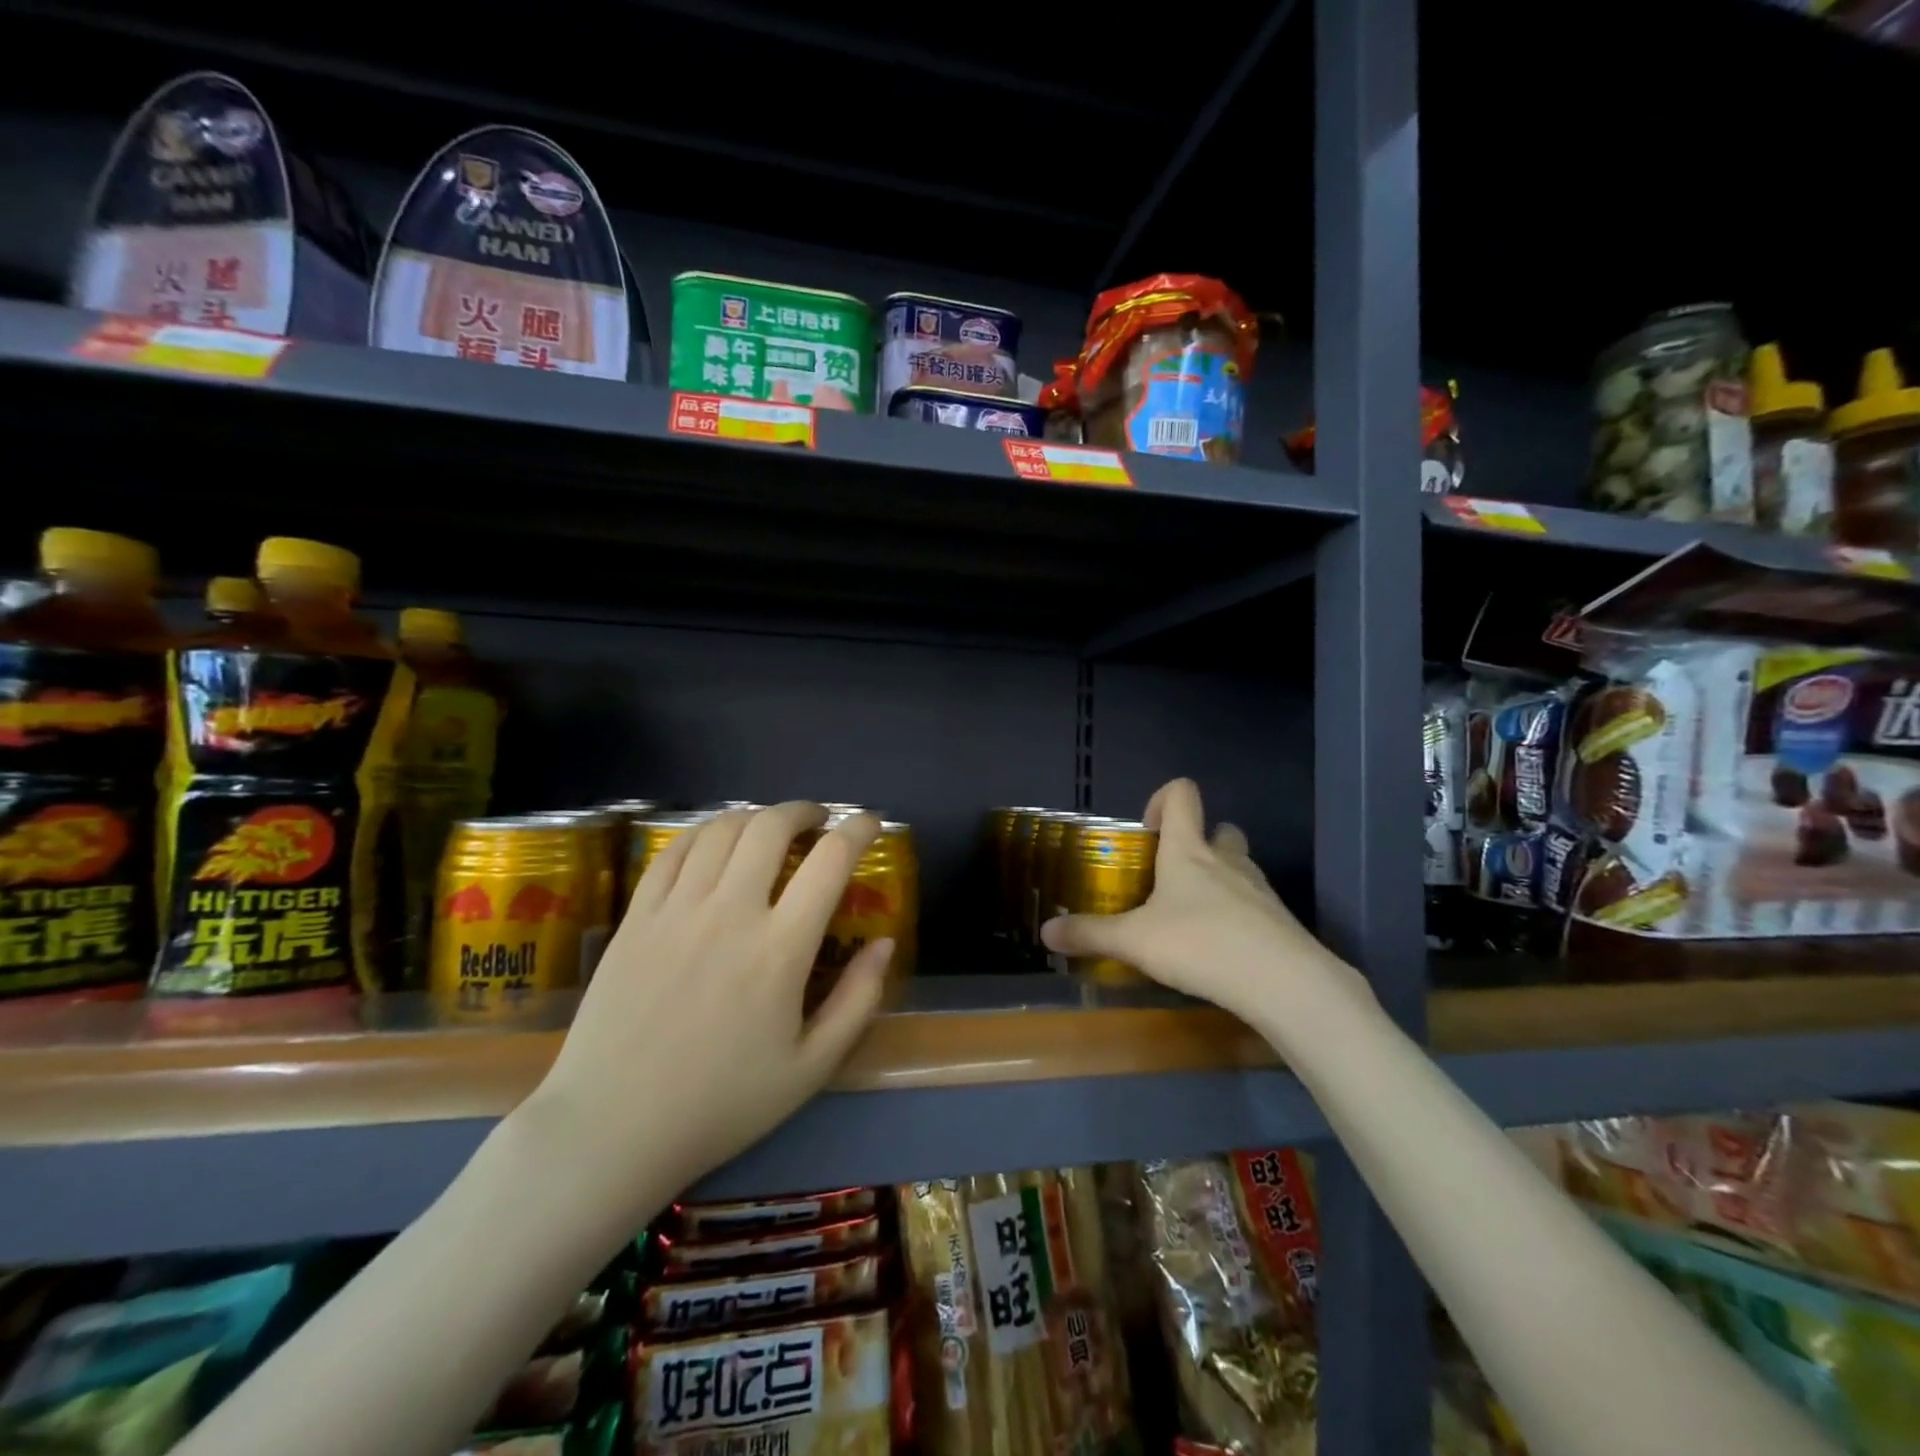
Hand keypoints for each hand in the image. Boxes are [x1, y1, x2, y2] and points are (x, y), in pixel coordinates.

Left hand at [522, 803, 892, 1220]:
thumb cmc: (721, 1103)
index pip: (830, 860)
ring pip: (722, 830)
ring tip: (770, 827)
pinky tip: (715, 841)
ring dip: (756, 816)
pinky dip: (704, 832)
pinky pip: (673, 850)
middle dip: (804, 811)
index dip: (858, 829)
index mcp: (780, 948)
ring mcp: (677, 909)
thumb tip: (884, 942)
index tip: (870, 824)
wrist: (612, 1128)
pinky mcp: (637, 916)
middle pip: (772, 827)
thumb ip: (858, 1000)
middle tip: (818, 821)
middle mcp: (730, 912)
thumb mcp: (810, 1068)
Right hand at [1040, 779, 1373, 1029]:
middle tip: (1172, 876)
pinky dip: (1238, 916)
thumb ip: (1090, 934)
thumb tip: (1045, 932)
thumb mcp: (1134, 941)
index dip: (1162, 799)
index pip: (1182, 794)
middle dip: (1198, 843)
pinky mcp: (1280, 921)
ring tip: (1192, 917)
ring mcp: (1260, 889)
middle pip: (1219, 829)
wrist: (1284, 983)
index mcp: (1188, 851)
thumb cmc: (1200, 943)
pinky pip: (1255, 905)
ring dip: (1219, 880)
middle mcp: (1227, 860)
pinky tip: (1221, 950)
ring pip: (1240, 867)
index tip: (1146, 830)